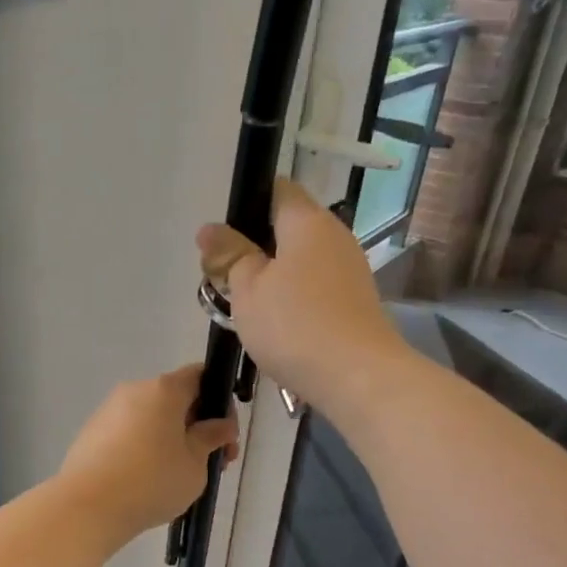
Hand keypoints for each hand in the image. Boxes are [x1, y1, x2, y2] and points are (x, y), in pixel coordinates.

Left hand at [58, 366, 238, 539]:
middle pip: (175, 399)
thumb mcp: (195, 464)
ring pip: (151, 417)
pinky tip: (147, 479)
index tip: (225, 435)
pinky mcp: (91, 433)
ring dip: (171, 438)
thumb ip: (212, 438)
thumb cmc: (152, 481)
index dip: (220, 401)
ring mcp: (108, 411)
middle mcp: (134, 390)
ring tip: (178, 476)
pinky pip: (129, 432)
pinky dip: (144, 447)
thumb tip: (221, 424)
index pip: (200, 377)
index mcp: (164, 389)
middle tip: (210, 462)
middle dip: (197, 426)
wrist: (88, 507)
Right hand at [197, 179, 410, 415]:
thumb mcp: (247, 288)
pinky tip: (276, 327)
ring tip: (244, 308)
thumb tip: (209, 229)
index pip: (277, 189)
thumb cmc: (294, 324)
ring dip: (271, 278)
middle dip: (253, 248)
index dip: (246, 205)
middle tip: (223, 279)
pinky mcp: (354, 301)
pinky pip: (314, 288)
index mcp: (307, 221)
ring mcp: (349, 270)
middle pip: (287, 228)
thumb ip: (229, 255)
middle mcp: (334, 236)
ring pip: (299, 261)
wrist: (357, 376)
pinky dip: (292, 299)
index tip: (223, 239)